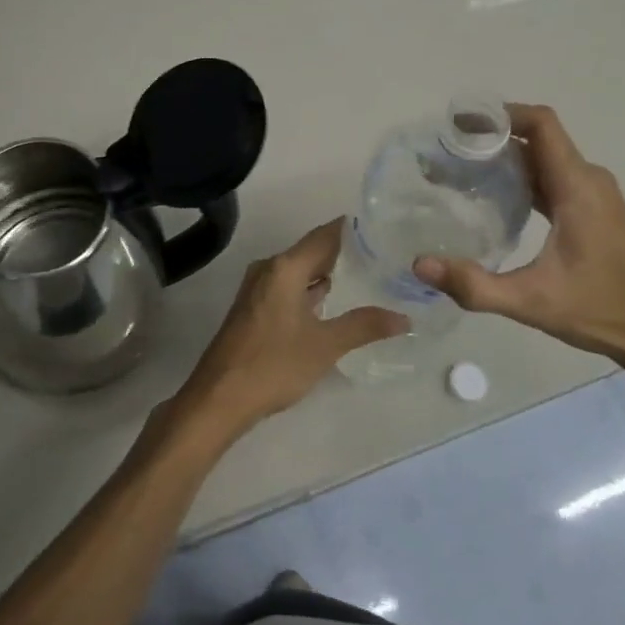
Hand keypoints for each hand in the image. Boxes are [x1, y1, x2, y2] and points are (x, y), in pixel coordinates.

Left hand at [177, 220, 407, 437]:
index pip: (324, 235)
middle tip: (384, 254)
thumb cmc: (273, 364)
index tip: (383, 226)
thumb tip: (404, 318)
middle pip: (311, 250)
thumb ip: (364, 326)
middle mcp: (269, 269)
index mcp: (284, 268)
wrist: (220, 397)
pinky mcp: (254, 309)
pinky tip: (333, 302)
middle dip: (345, 252)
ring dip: (327, 272)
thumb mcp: (325, 345)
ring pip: (299, 270)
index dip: (353, 229)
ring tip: (367, 275)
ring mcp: (258, 289)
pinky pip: (289, 287)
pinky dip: (311, 290)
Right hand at [412, 104, 624, 376]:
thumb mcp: (530, 301)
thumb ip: (474, 285)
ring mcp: (594, 195)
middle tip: (447, 150)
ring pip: (544, 158)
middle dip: (492, 137)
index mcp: (578, 187)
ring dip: (506, 157)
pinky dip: (521, 177)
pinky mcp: (593, 211)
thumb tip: (419, 264)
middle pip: (538, 138)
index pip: (541, 124)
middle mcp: (588, 180)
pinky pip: (552, 178)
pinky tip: (493, 197)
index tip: (460, 123)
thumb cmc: (600, 311)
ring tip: (460, 169)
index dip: (501, 114)